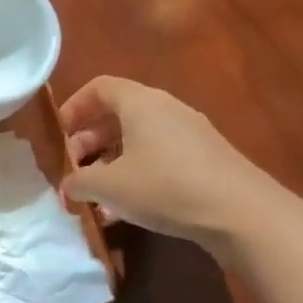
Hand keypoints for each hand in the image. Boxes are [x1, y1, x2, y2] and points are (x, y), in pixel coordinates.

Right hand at [59, 77, 281, 248]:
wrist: (244, 215)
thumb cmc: (165, 187)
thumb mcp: (107, 186)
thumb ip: (78, 182)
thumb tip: (67, 186)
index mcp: (141, 103)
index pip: (99, 87)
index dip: (74, 107)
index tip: (59, 134)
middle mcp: (166, 110)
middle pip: (117, 114)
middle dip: (88, 141)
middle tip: (74, 169)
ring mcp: (190, 134)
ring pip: (137, 139)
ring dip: (110, 162)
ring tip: (96, 194)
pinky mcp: (206, 160)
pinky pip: (159, 157)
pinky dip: (136, 174)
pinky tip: (126, 209)